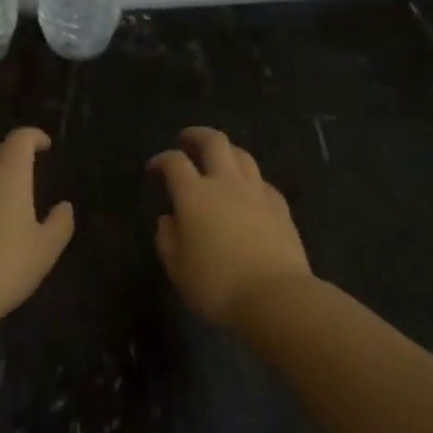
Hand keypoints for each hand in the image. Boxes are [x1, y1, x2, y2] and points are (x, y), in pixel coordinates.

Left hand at [0, 128, 74, 327]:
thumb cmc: (4, 266)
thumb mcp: (44, 250)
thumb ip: (59, 224)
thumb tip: (64, 206)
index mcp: (8, 175)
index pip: (19, 138)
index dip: (34, 136)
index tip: (46, 146)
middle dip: (7, 150)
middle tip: (24, 168)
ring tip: (4, 195)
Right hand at [147, 127, 313, 325]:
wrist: (275, 297)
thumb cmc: (217, 285)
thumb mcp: (177, 267)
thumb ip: (167, 237)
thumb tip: (169, 218)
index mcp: (195, 195)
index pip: (174, 162)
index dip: (161, 160)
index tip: (153, 168)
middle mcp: (226, 183)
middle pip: (213, 142)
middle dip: (196, 135)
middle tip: (186, 140)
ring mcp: (257, 192)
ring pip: (242, 155)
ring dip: (225, 151)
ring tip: (217, 159)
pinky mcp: (280, 206)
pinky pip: (261, 180)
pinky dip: (248, 178)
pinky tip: (246, 191)